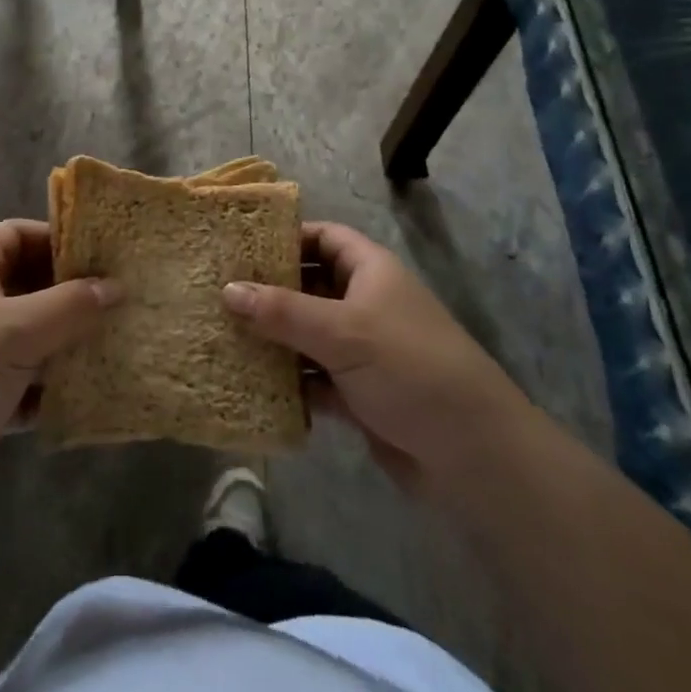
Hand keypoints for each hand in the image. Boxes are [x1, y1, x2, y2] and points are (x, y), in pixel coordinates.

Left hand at [0, 220, 116, 534]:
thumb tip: (116, 286)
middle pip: (34, 286)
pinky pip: (32, 384)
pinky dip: (57, 388)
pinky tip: (96, 392)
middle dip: (76, 295)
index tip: (105, 253)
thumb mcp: (15, 330)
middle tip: (128, 299)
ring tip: (124, 342)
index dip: (59, 238)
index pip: (20, 234)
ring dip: (72, 344)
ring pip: (37, 337)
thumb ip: (69, 305)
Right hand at [223, 222, 528, 500]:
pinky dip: (288, 380)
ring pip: (307, 334)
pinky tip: (248, 383)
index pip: (323, 237)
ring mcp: (362, 350)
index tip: (239, 247)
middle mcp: (365, 303)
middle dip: (268, 291)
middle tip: (217, 293)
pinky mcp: (358, 394)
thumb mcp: (342, 332)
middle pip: (309, 286)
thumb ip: (282, 311)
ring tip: (221, 336)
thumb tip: (227, 290)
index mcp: (370, 271)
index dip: (285, 237)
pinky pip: (313, 377)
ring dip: (273, 339)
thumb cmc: (409, 367)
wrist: (473, 454)